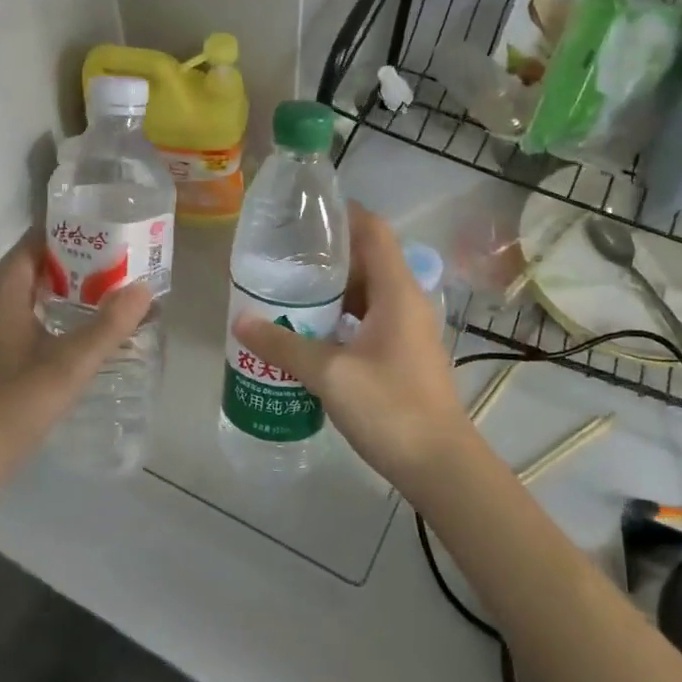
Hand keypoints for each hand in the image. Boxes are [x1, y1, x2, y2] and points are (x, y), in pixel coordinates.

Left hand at [0, 233, 152, 469]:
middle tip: (131, 260)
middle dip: (85, 259)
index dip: (79, 228)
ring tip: (121, 289)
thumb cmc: (10, 404)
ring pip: (39, 290)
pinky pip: (34, 313)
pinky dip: (62, 311)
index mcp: (4, 286)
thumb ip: (108, 325)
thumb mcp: (68, 364)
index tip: (118, 229)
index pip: (41, 235)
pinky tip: (91, 328)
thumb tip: (144, 287)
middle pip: (43, 261)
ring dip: (76, 288)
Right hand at [235, 203, 472, 493]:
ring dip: (332, 289)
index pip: (373, 230)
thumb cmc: (391, 409)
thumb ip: (284, 344)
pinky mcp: (403, 354)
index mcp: (397, 291)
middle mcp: (407, 301)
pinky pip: (369, 318)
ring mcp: (408, 329)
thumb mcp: (330, 374)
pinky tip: (311, 331)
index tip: (303, 214)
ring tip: (289, 290)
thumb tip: (241, 321)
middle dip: (326, 254)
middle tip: (282, 256)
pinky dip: (341, 316)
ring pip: (367, 292)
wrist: (440, 467)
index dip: (342, 214)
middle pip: (368, 259)